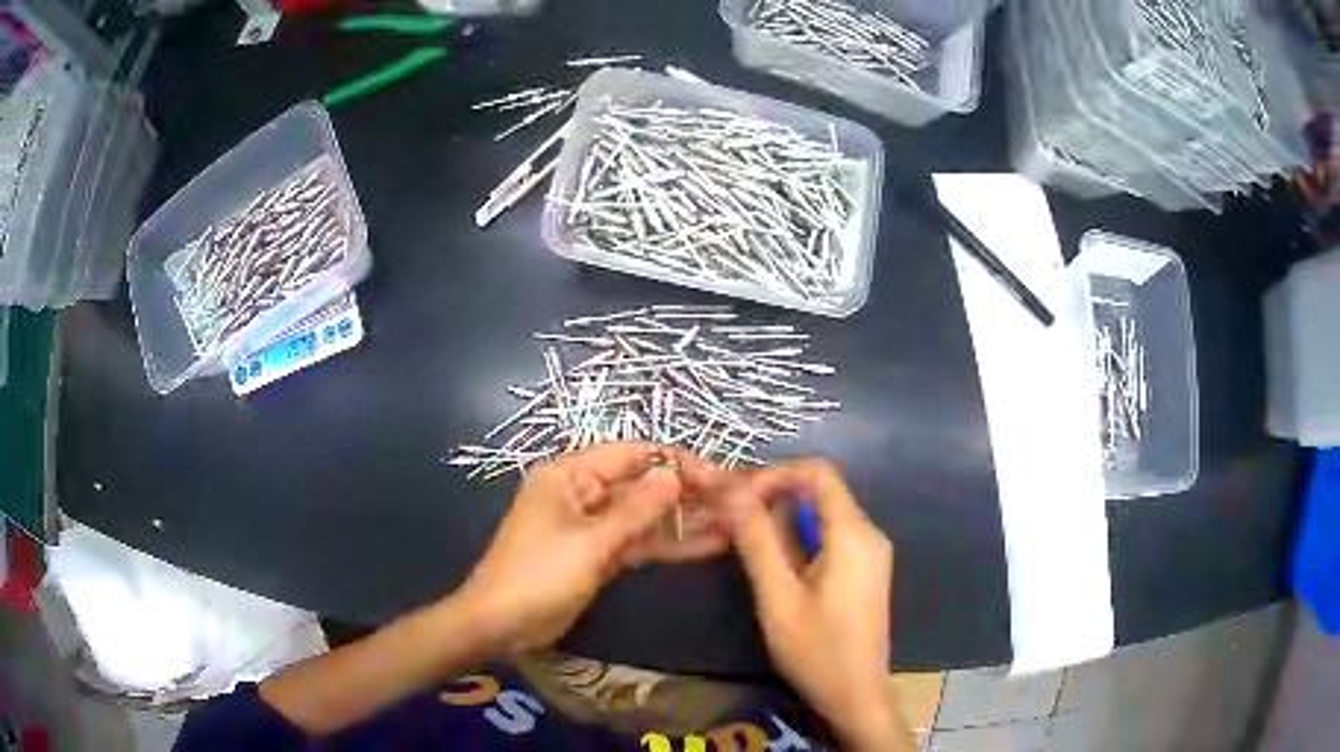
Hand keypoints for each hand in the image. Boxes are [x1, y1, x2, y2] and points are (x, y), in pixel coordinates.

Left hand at [460, 443, 727, 653]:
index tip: (719, 475)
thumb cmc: (538, 574)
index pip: (632, 455)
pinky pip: (639, 543)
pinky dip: (669, 545)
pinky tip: (709, 545)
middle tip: (737, 501)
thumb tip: (674, 475)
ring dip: (684, 520)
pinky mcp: (599, 556)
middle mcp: (583, 493)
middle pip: (642, 485)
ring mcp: (593, 527)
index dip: (675, 462)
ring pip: (645, 517)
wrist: (502, 625)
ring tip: (734, 522)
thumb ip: (636, 509)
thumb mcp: (590, 542)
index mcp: (569, 475)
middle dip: (686, 492)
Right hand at [686, 459, 906, 750]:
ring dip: (784, 521)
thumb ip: (756, 539)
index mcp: (853, 534)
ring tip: (744, 544)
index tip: (737, 497)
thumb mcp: (777, 596)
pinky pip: (831, 538)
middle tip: (730, 522)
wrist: (856, 695)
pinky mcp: (865, 571)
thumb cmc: (816, 650)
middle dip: (774, 498)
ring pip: (823, 516)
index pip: (818, 472)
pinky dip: (800, 540)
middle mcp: (869, 534)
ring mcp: (871, 553)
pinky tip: (775, 566)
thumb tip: (728, 488)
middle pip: (821, 492)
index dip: (775, 474)